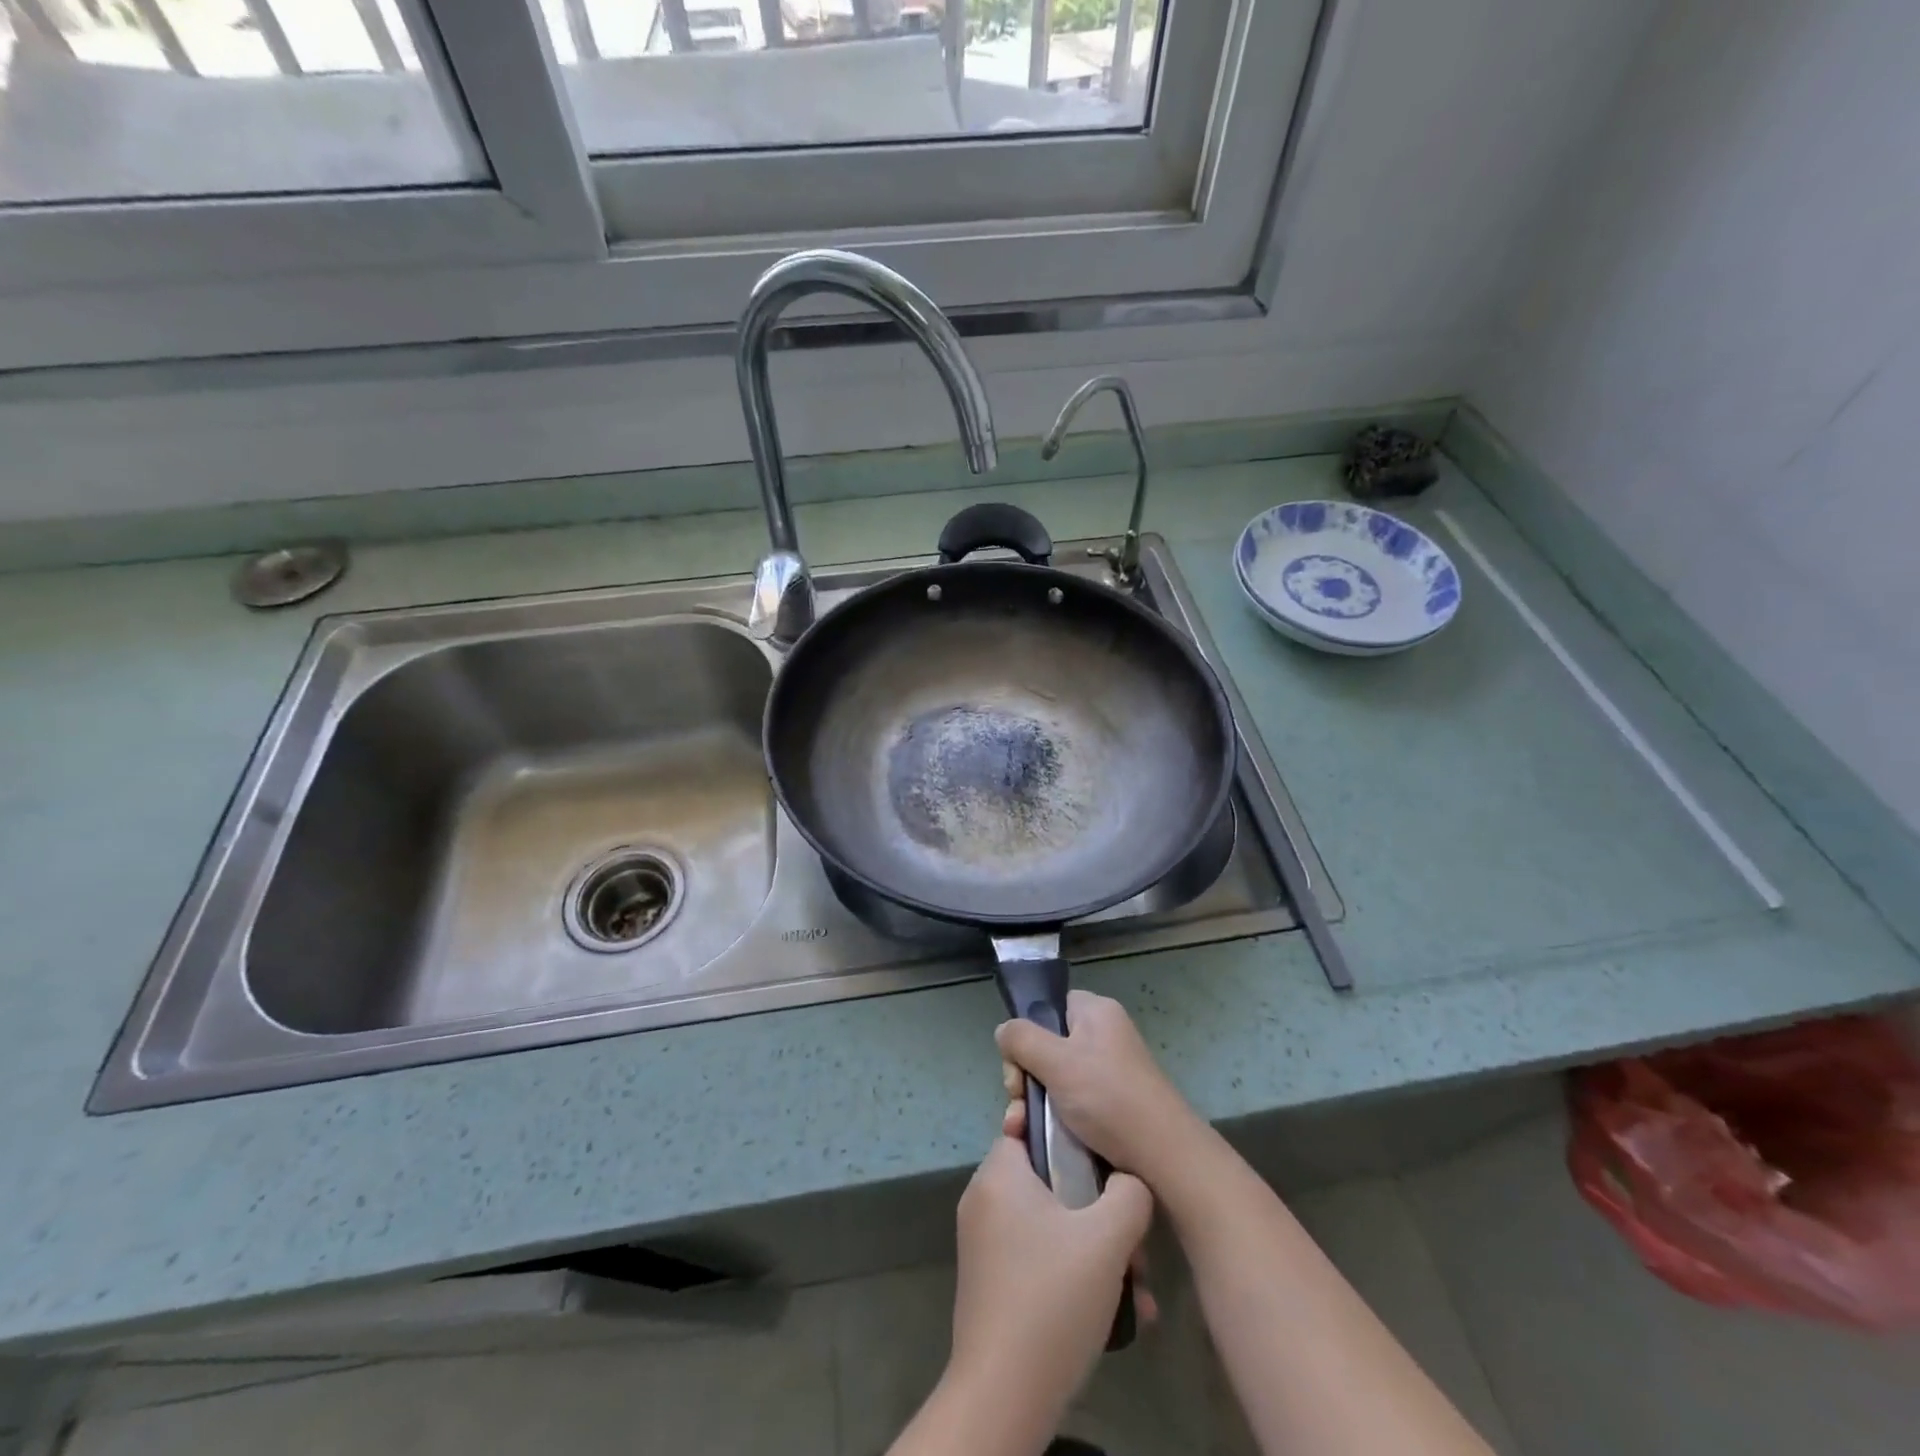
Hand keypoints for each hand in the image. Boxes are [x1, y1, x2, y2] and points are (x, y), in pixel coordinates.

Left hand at [946, 1136, 1153, 1437]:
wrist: (1004, 1394)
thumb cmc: (1053, 1298)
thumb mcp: (1107, 1238)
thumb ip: (1129, 1194)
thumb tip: (1130, 1182)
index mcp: (999, 1175)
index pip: (1027, 1126)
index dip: (1065, 1133)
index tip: (1100, 1153)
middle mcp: (984, 1201)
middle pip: (1048, 1180)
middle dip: (1097, 1207)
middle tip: (1132, 1240)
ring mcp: (985, 1244)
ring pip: (1050, 1225)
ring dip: (1095, 1249)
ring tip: (1137, 1287)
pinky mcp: (992, 1283)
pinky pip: (1039, 1257)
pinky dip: (1073, 1272)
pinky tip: (1117, 1311)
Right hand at [997, 990, 1200, 1186]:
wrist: (1163, 1158)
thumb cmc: (1108, 1098)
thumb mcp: (1057, 1062)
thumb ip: (1022, 1039)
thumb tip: (1004, 1031)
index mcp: (1096, 1013)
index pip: (1049, 1007)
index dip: (1027, 1033)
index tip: (1019, 1067)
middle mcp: (1103, 1036)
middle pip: (1046, 1045)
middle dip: (1024, 1077)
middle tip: (1018, 1104)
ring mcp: (1107, 1072)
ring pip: (1053, 1078)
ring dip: (1033, 1104)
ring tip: (1022, 1131)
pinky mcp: (1110, 1105)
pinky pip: (1070, 1102)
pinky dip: (1053, 1119)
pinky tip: (1038, 1140)